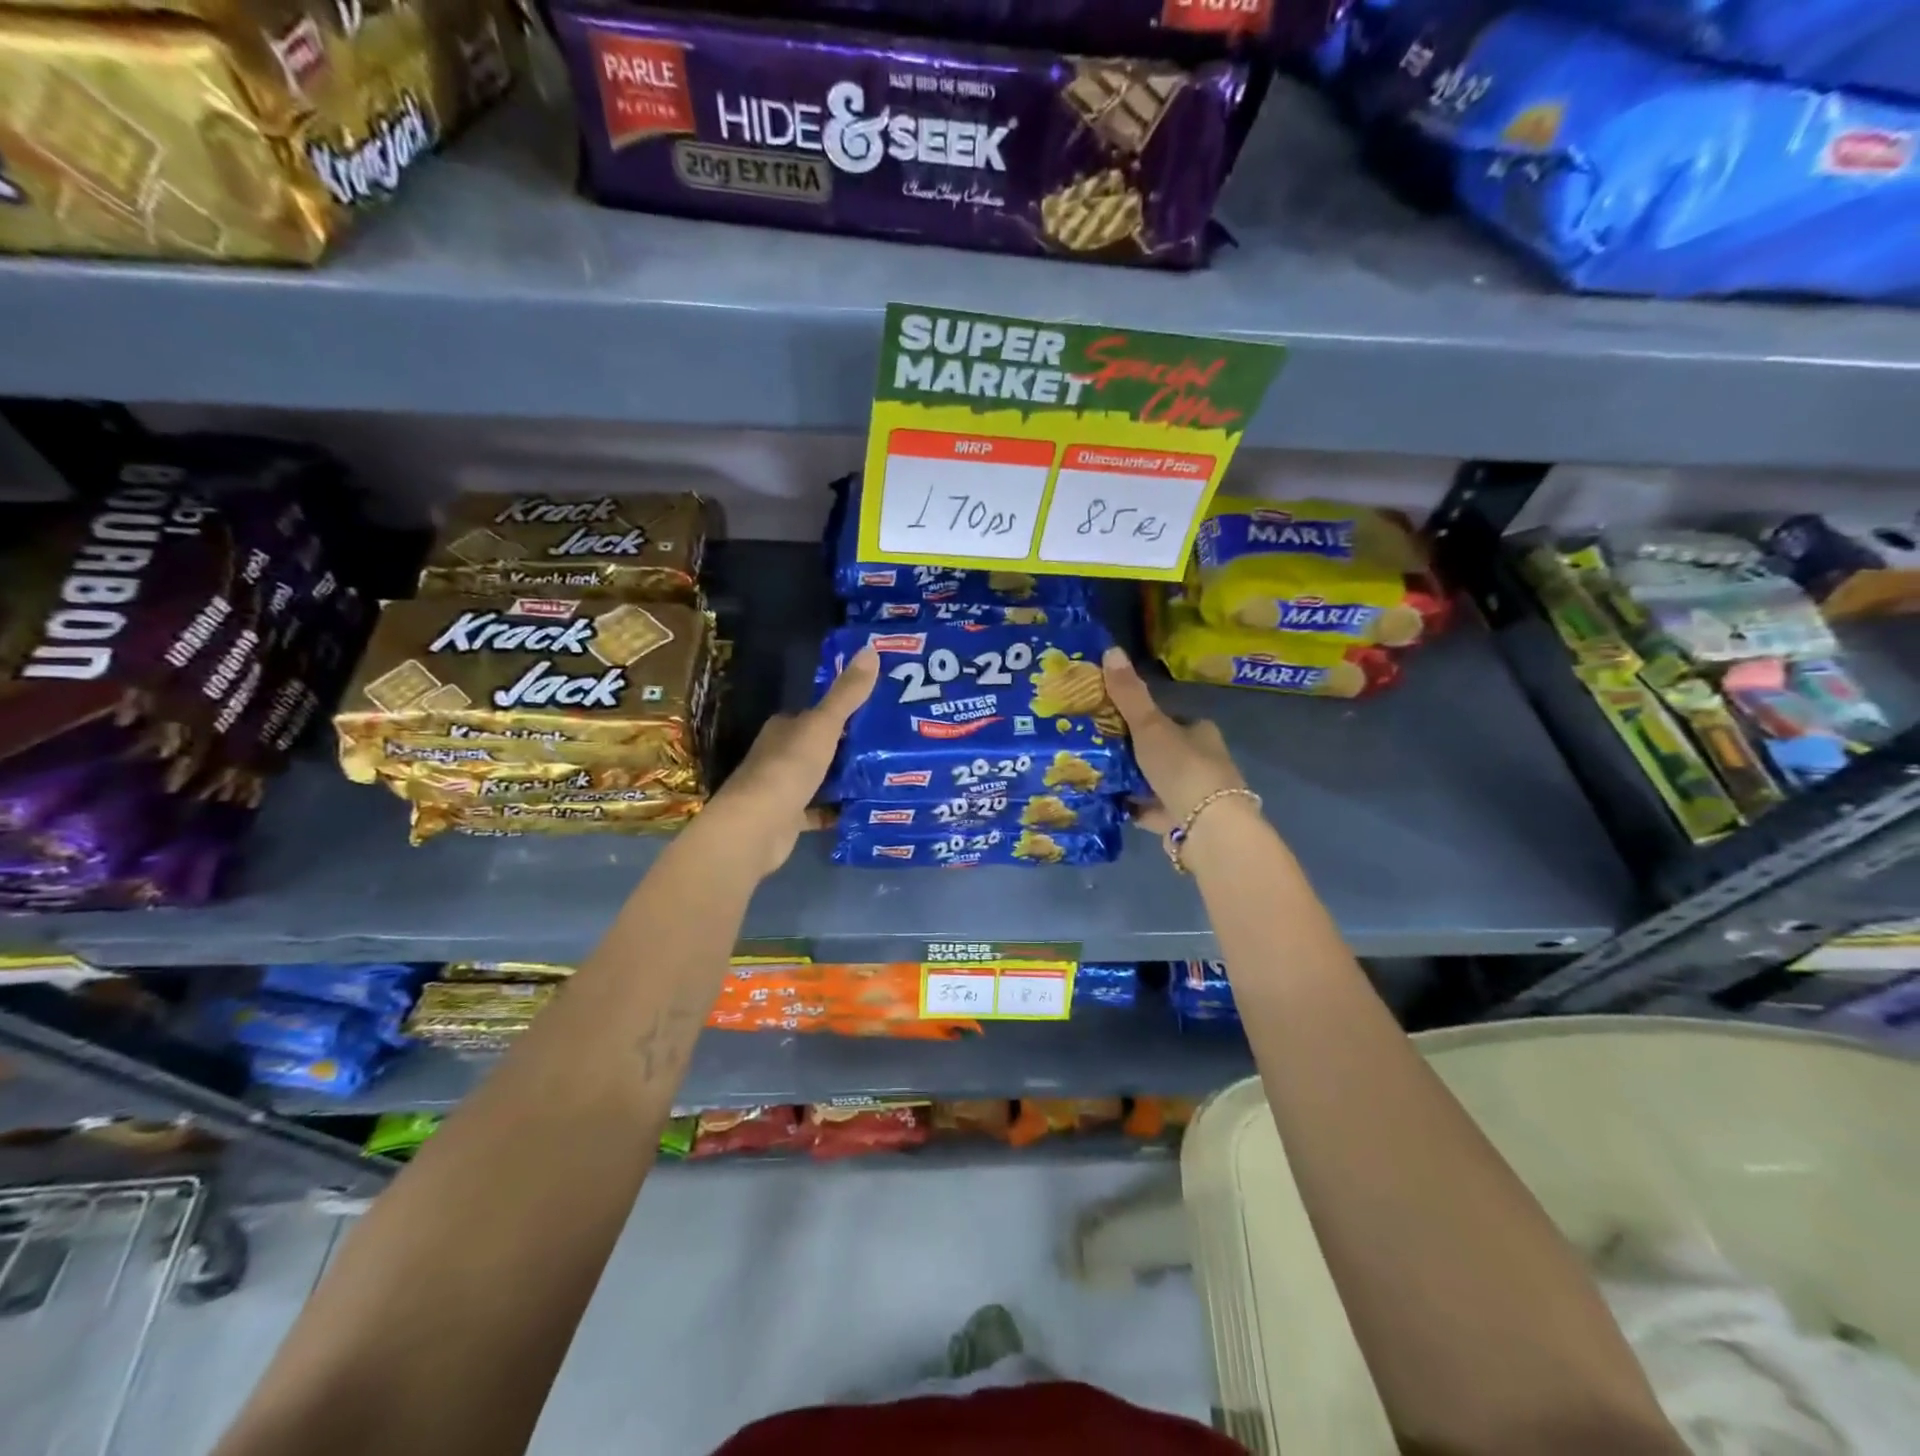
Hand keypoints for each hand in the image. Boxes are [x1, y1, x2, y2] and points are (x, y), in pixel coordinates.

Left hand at [699, 646, 877, 878]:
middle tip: (892, 745)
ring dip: (846, 778)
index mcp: (785, 728)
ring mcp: (783, 788)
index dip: (846, 712)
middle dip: (851, 746)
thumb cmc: (788, 769)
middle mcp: (780, 754)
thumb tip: (871, 648)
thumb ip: (847, 694)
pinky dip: (838, 810)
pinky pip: (820, 811)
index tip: (879, 712)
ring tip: (887, 775)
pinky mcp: (789, 819)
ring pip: (821, 778)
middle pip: (820, 746)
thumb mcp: (823, 725)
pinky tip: (865, 808)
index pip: (817, 714)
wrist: (756, 828)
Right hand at [1102, 646, 1247, 835]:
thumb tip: (1110, 648)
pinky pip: (1151, 810)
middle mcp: (1202, 761)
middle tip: (1096, 747)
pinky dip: (1133, 806)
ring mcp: (1193, 794)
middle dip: (1133, 751)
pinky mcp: (1182, 822)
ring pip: (1155, 781)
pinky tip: (1108, 802)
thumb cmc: (1182, 768)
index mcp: (1200, 732)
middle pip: (1161, 750)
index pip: (1169, 719)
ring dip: (1132, 780)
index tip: (1112, 719)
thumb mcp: (1150, 726)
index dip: (1142, 718)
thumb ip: (1129, 694)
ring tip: (1095, 773)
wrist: (1206, 828)